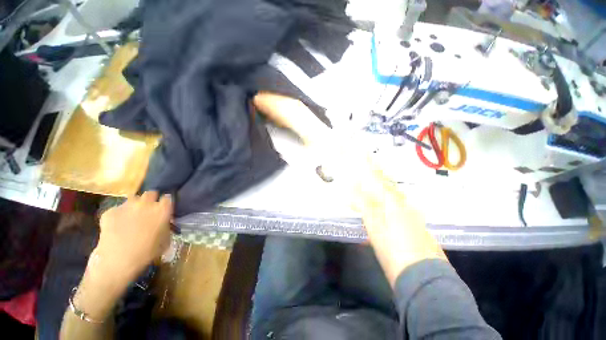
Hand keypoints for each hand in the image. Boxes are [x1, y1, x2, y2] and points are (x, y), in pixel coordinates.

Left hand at [95, 191, 172, 281]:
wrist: (118, 261)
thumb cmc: (147, 252)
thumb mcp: (165, 240)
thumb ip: (166, 226)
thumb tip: (165, 222)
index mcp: (162, 209)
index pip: (168, 197)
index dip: (166, 202)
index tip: (165, 208)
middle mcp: (146, 203)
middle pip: (151, 193)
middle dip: (151, 199)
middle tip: (149, 209)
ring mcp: (127, 206)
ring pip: (133, 198)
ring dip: (135, 204)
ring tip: (133, 215)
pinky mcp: (110, 211)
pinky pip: (117, 208)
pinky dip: (119, 214)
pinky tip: (117, 225)